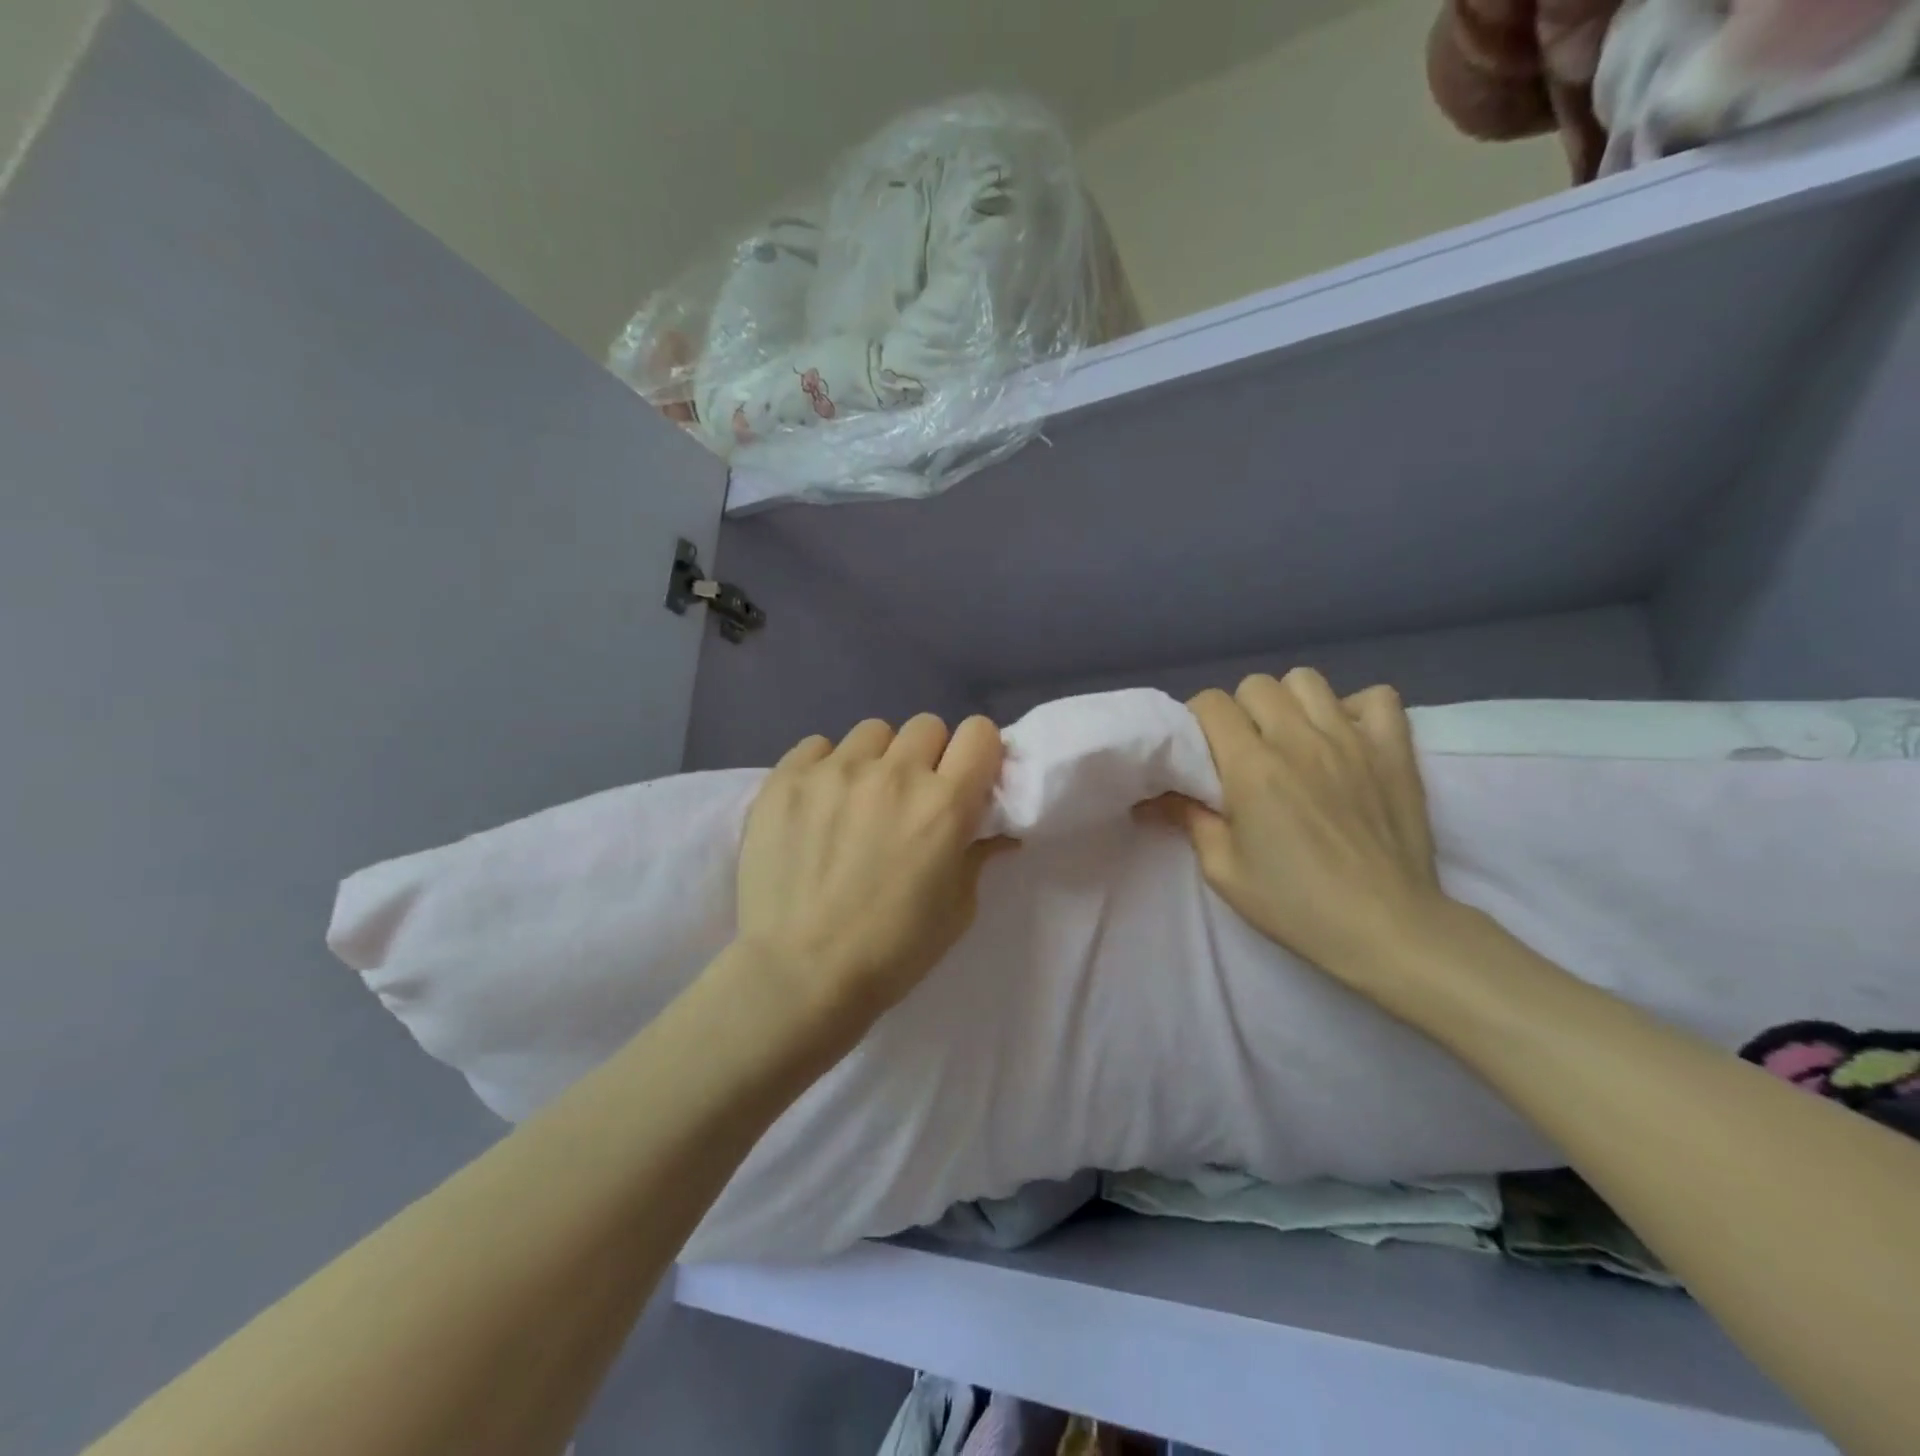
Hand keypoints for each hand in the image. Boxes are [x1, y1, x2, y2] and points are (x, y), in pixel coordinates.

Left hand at [733, 714, 1010, 1034]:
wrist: (800, 975)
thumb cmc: (892, 951)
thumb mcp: (957, 911)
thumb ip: (978, 856)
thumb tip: (997, 831)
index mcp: (945, 804)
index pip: (980, 732)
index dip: (977, 752)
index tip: (965, 778)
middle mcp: (894, 774)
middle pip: (927, 726)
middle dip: (927, 756)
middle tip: (910, 797)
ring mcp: (835, 771)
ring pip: (872, 732)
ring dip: (876, 758)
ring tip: (857, 799)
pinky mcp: (786, 779)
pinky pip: (817, 745)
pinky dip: (824, 767)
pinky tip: (815, 804)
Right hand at [1164, 670, 1455, 995]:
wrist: (1386, 928)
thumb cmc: (1295, 904)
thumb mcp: (1223, 870)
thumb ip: (1189, 819)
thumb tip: (1153, 796)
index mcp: (1251, 767)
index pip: (1211, 702)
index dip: (1198, 719)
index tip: (1202, 749)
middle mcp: (1298, 739)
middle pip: (1256, 685)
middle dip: (1241, 711)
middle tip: (1246, 750)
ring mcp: (1352, 739)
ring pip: (1307, 680)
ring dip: (1290, 703)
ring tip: (1293, 739)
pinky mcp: (1394, 750)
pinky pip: (1376, 697)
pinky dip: (1356, 709)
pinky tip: (1346, 739)